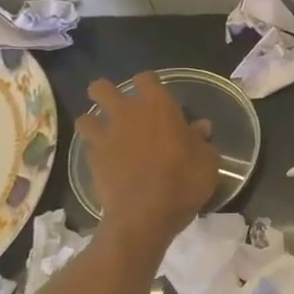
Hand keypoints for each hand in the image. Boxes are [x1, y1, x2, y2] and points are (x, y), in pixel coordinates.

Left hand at [75, 73, 218, 241]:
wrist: (146, 215)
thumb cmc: (184, 182)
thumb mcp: (208, 161)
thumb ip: (201, 140)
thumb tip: (200, 128)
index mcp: (158, 107)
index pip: (146, 79)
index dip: (150, 85)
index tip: (157, 97)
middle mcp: (127, 114)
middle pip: (102, 88)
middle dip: (107, 94)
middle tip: (122, 109)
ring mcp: (106, 137)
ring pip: (86, 117)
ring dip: (95, 122)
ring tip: (107, 134)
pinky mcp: (92, 160)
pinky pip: (88, 146)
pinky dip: (95, 150)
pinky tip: (106, 160)